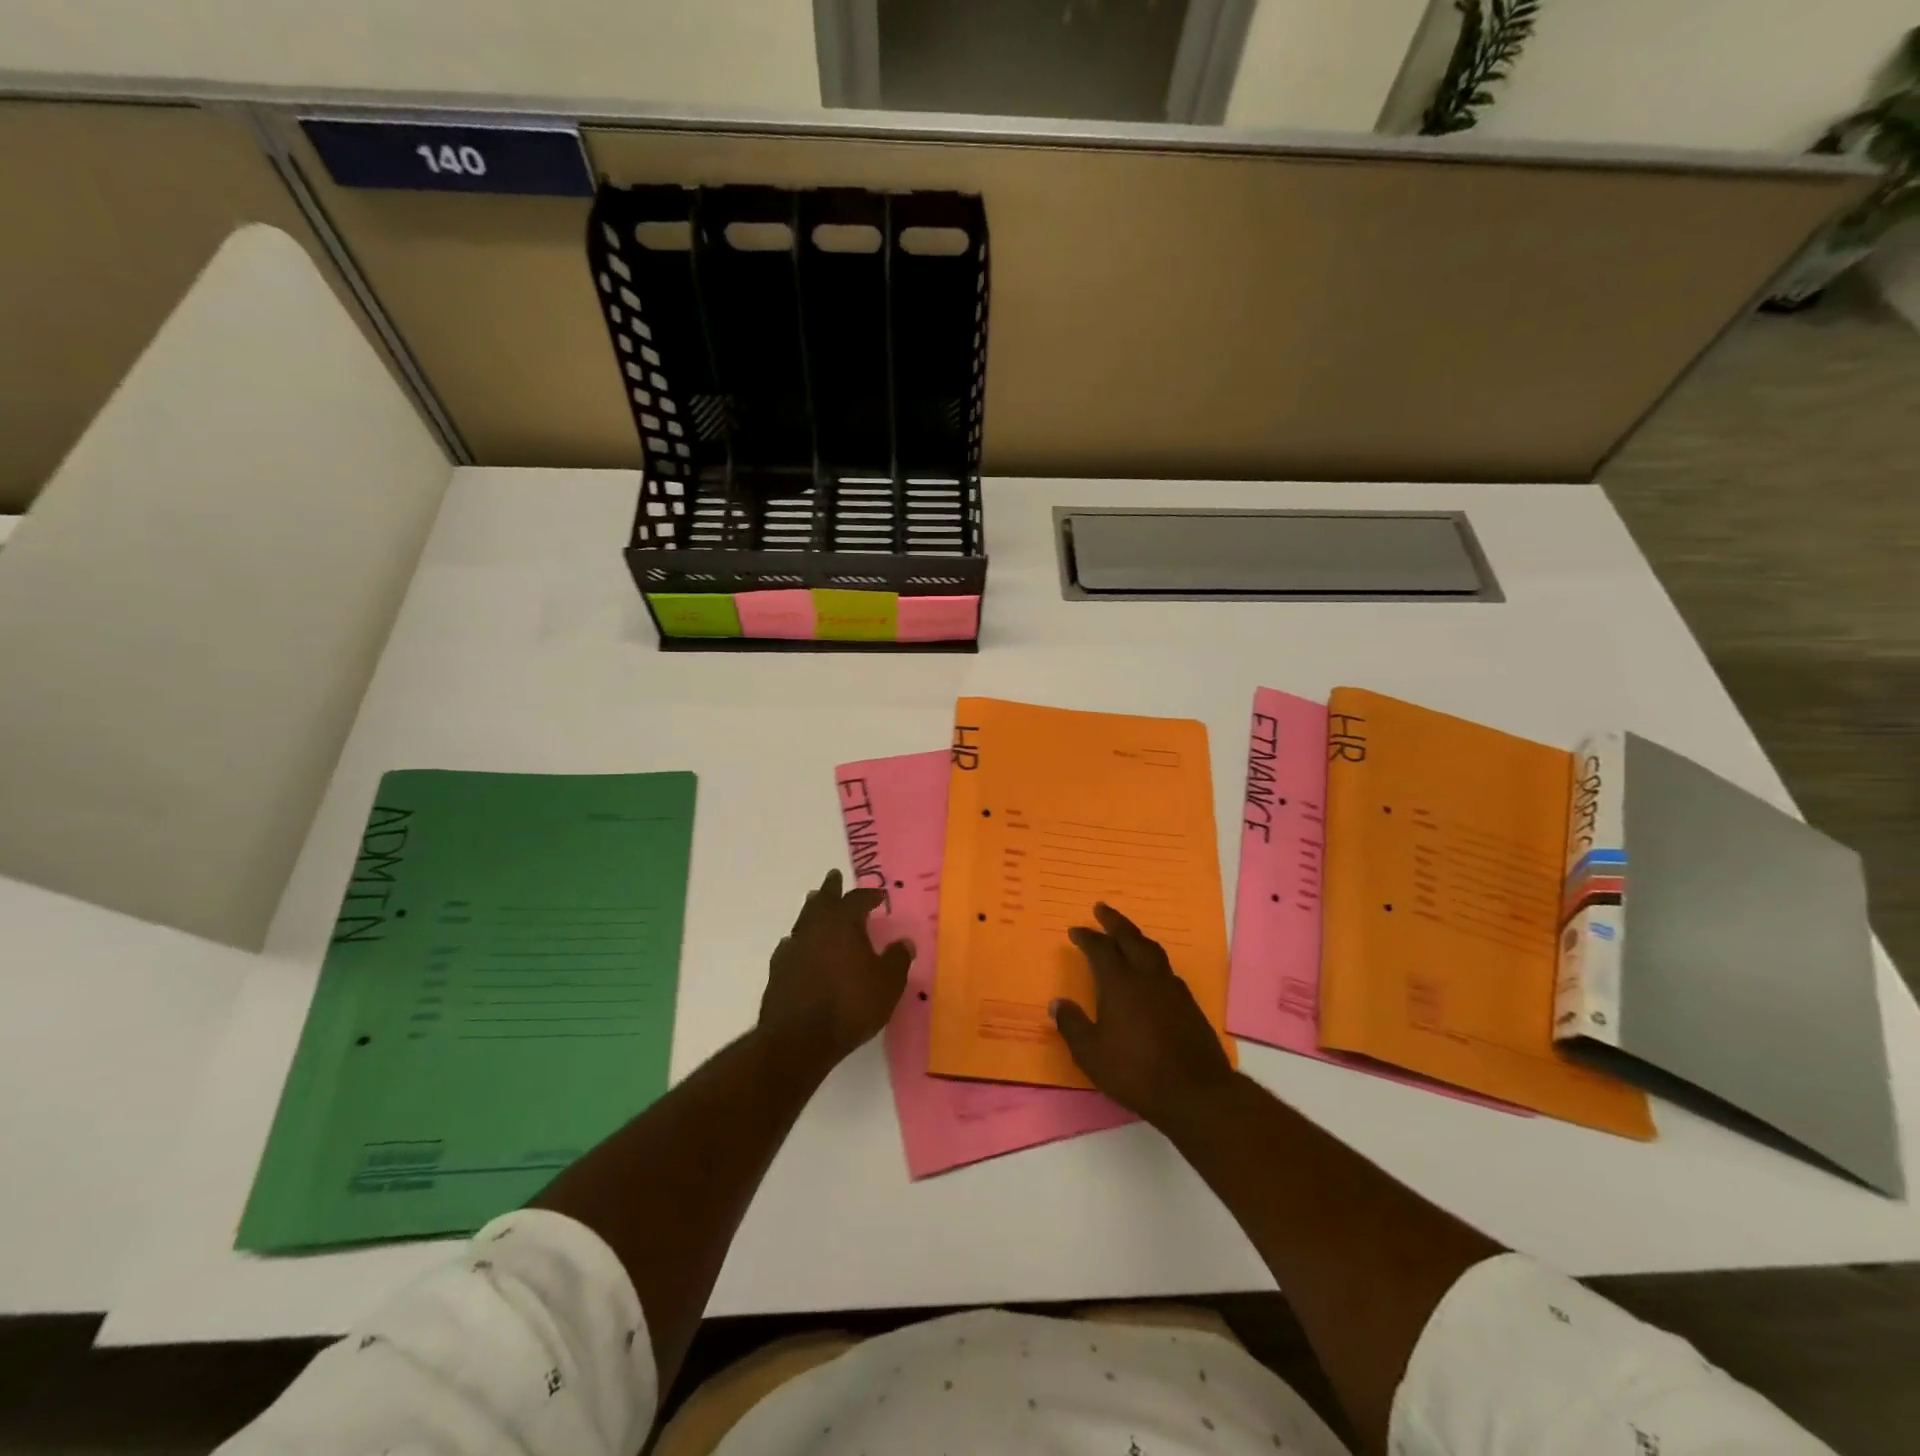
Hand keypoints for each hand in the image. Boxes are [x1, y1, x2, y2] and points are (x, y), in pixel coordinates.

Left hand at [758, 869, 912, 1078]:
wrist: (798, 1039)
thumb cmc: (850, 1006)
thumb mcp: (888, 984)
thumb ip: (898, 959)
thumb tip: (904, 942)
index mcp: (843, 924)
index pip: (857, 900)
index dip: (868, 896)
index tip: (878, 896)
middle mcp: (815, 928)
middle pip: (822, 900)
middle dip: (831, 888)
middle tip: (834, 876)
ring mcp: (793, 948)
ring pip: (804, 919)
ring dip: (812, 909)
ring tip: (814, 903)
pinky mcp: (778, 970)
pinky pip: (791, 945)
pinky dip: (800, 940)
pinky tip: (799, 946)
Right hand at [1051, 903, 1234, 1128]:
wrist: (1196, 1091)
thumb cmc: (1135, 1071)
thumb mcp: (1091, 1054)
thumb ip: (1072, 1025)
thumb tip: (1057, 1003)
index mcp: (1119, 983)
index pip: (1100, 949)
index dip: (1087, 937)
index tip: (1075, 930)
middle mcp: (1146, 976)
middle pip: (1130, 938)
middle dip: (1114, 921)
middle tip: (1101, 909)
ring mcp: (1171, 988)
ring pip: (1152, 950)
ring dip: (1136, 937)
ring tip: (1127, 933)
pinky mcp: (1189, 1003)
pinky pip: (1166, 968)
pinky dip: (1153, 959)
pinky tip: (1151, 971)